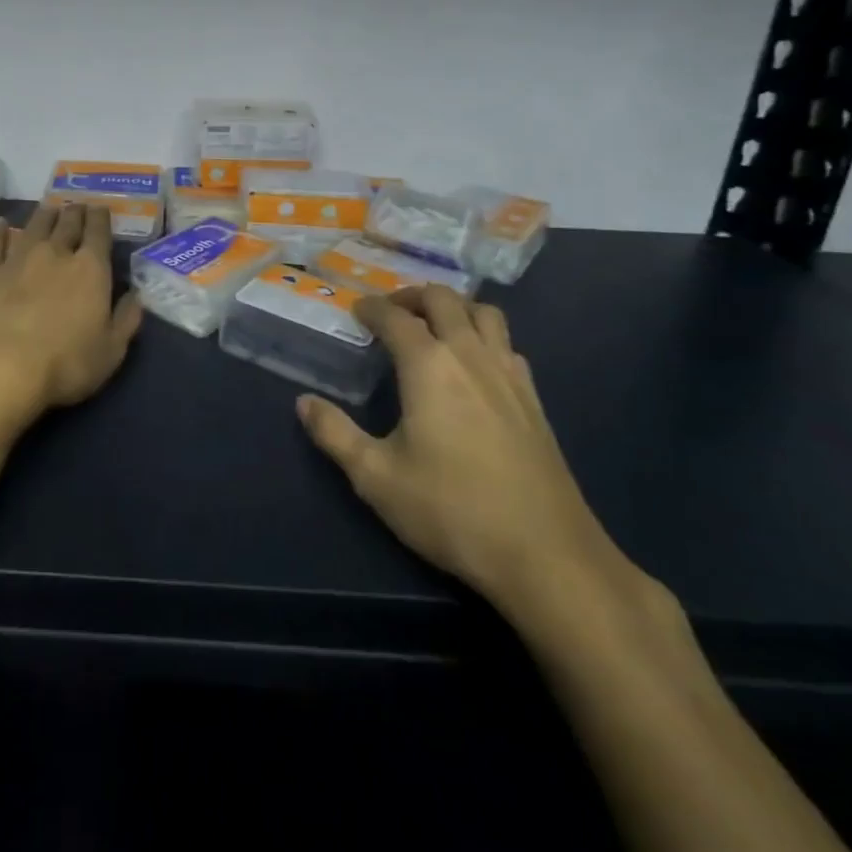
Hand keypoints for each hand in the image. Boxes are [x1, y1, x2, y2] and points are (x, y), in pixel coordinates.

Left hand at [0, 202, 142, 427]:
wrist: (0, 368)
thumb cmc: (65, 364)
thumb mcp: (111, 350)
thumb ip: (126, 319)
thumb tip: (136, 295)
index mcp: (90, 269)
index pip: (98, 233)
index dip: (100, 218)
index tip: (100, 209)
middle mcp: (55, 254)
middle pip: (67, 224)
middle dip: (74, 213)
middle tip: (76, 206)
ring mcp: (17, 259)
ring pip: (34, 226)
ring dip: (44, 215)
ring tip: (48, 208)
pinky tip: (0, 224)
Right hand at [297, 285, 652, 623]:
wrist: (547, 556)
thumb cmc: (451, 510)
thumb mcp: (376, 477)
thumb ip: (334, 434)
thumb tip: (304, 402)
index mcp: (429, 366)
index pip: (395, 317)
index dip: (371, 308)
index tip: (355, 310)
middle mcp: (471, 355)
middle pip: (443, 299)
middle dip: (412, 296)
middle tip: (390, 312)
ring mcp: (509, 374)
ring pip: (484, 313)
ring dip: (454, 308)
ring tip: (432, 327)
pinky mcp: (533, 400)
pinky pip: (507, 344)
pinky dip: (483, 336)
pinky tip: (473, 366)